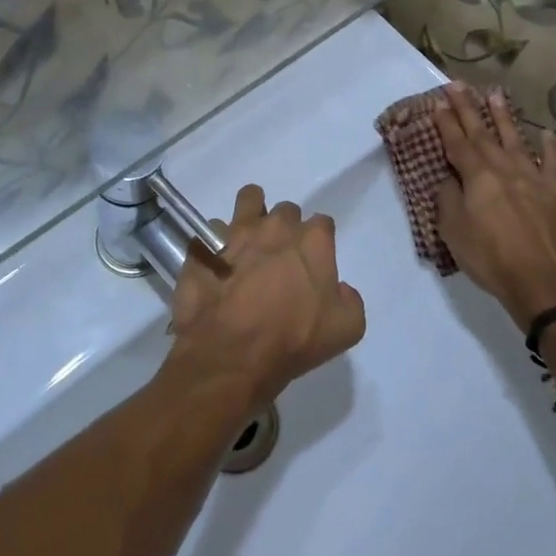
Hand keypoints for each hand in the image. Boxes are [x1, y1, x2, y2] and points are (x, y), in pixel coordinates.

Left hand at [168, 185, 365, 412]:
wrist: (231, 355)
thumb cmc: (292, 340)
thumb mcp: (346, 330)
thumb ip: (350, 300)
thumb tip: (339, 288)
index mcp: (312, 241)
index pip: (323, 223)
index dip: (320, 241)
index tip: (314, 262)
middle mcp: (275, 227)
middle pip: (285, 211)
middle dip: (286, 227)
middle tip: (281, 256)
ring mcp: (236, 233)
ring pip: (248, 200)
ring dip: (251, 213)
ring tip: (248, 238)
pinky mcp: (205, 247)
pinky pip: (211, 231)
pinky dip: (215, 243)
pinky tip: (217, 263)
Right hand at [433, 84, 555, 328]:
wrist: (545, 283)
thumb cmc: (491, 259)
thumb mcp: (454, 232)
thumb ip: (449, 200)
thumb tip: (450, 179)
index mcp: (477, 177)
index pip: (457, 143)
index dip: (446, 122)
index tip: (438, 101)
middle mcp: (504, 169)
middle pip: (483, 134)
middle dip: (468, 108)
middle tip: (458, 85)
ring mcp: (534, 178)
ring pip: (515, 140)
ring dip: (503, 117)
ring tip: (495, 94)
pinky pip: (552, 163)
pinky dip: (549, 147)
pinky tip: (545, 133)